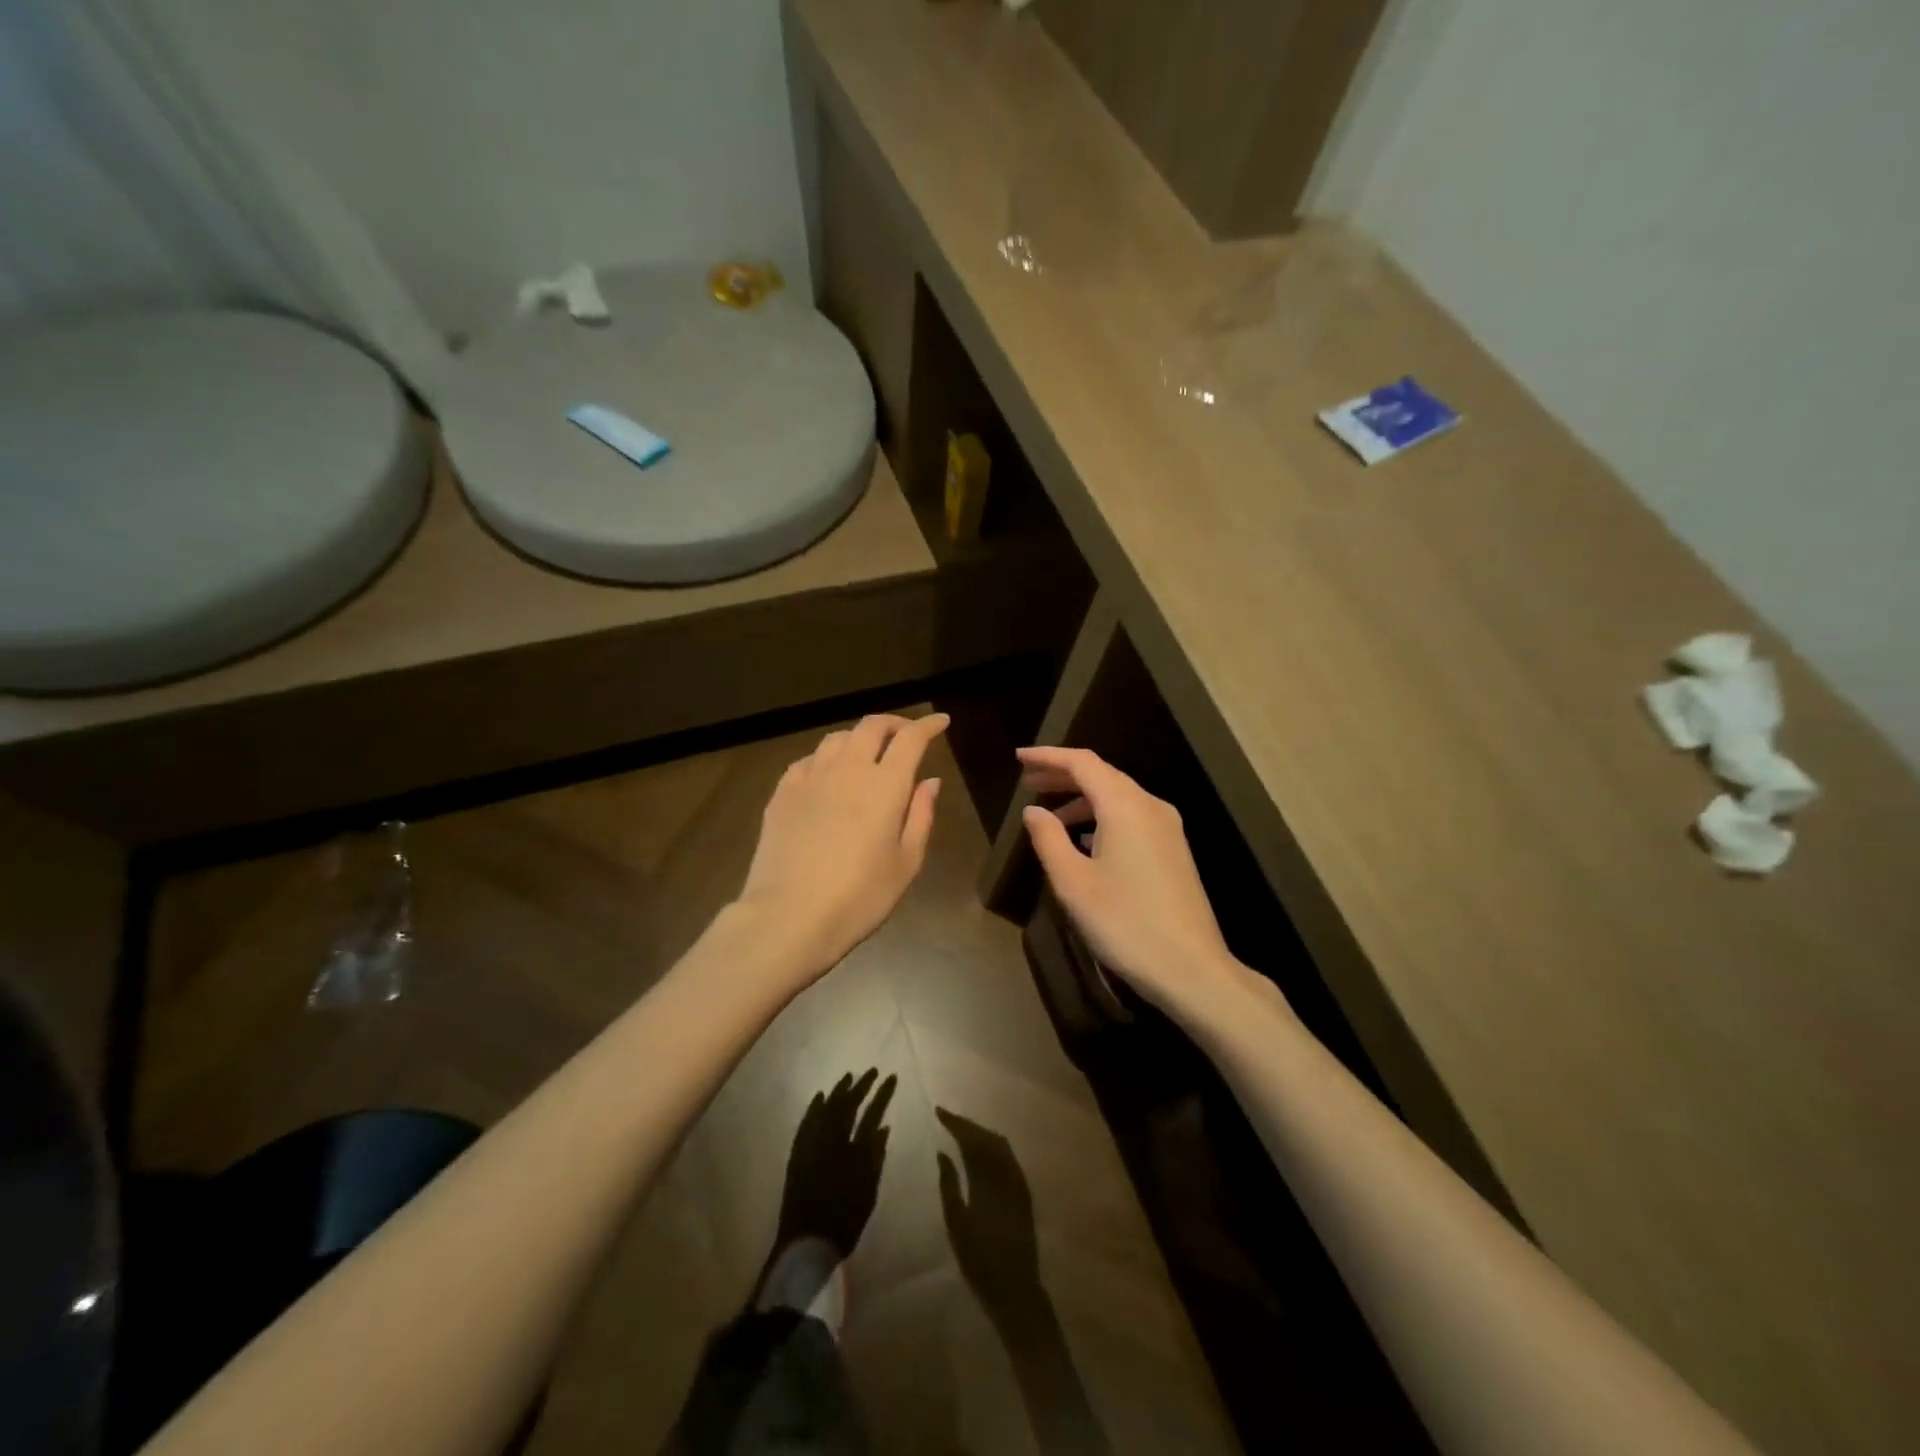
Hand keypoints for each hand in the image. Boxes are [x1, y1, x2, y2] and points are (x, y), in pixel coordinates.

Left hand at [738, 713, 947, 978]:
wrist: (789, 916)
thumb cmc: (859, 897)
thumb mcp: (906, 863)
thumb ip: (921, 815)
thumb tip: (930, 780)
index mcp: (885, 785)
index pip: (910, 738)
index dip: (928, 725)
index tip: (941, 722)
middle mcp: (848, 769)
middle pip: (871, 727)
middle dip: (894, 724)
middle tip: (906, 735)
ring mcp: (810, 777)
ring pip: (837, 738)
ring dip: (859, 738)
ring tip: (867, 754)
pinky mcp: (782, 792)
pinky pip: (808, 760)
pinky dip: (826, 758)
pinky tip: (828, 776)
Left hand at [773, 1069, 897, 1263]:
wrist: (806, 1242)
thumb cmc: (844, 1221)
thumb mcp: (868, 1191)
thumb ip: (875, 1157)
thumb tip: (883, 1127)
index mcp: (853, 1150)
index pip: (871, 1113)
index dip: (882, 1094)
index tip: (890, 1076)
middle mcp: (831, 1141)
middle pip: (847, 1105)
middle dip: (860, 1086)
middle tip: (871, 1071)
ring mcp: (812, 1145)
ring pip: (826, 1109)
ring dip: (838, 1091)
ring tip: (848, 1077)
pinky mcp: (798, 1153)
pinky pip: (807, 1122)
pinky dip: (814, 1108)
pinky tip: (820, 1097)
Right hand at [936, 1108, 1041, 1323]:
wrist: (1016, 1289)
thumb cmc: (980, 1261)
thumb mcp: (956, 1224)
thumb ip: (949, 1185)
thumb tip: (943, 1152)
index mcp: (987, 1179)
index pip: (971, 1139)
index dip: (955, 1122)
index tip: (938, 1111)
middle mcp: (1006, 1173)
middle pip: (986, 1137)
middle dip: (967, 1124)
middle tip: (947, 1118)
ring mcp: (1018, 1181)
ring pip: (999, 1144)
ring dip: (980, 1133)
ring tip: (961, 1130)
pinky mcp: (1024, 1191)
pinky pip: (1008, 1157)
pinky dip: (993, 1146)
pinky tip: (982, 1150)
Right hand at [1017, 746, 1255, 1026]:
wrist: (1191, 969)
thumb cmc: (1124, 923)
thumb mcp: (1073, 883)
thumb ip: (1048, 839)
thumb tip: (1033, 811)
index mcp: (1125, 806)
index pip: (1082, 763)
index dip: (1048, 756)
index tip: (1019, 758)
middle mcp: (1150, 807)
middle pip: (1102, 775)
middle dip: (1063, 775)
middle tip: (1027, 782)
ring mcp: (1167, 829)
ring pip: (1118, 797)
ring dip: (1082, 799)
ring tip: (1050, 815)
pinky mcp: (1173, 851)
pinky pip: (1131, 818)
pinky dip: (1102, 818)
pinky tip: (1084, 841)